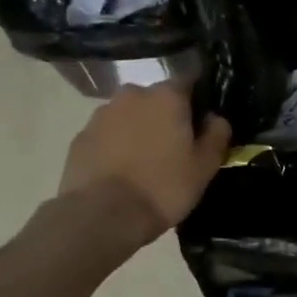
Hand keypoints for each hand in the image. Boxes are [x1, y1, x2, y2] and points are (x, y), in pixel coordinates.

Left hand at [59, 83, 231, 243]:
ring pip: (129, 115)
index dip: (198, 100)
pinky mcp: (80, 137)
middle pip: (156, 99)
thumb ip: (216, 135)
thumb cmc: (163, 188)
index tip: (202, 123)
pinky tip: (120, 172)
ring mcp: (101, 114)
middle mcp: (132, 94)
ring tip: (144, 162)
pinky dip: (115, 146)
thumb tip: (216, 118)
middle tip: (174, 148)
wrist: (103, 215)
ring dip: (138, 130)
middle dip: (166, 116)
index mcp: (167, 96)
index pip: (190, 81)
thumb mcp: (204, 167)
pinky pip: (106, 135)